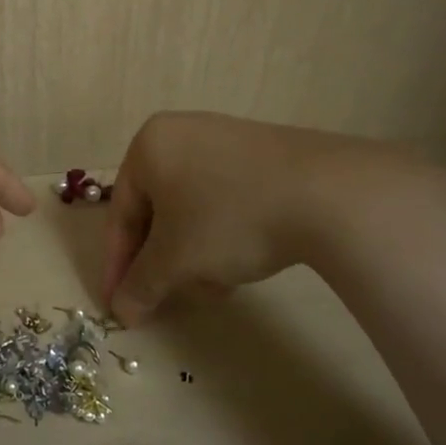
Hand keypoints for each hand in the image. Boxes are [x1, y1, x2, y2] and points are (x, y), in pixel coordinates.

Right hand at [102, 111, 428, 324]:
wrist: (327, 193)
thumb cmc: (228, 218)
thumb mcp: (176, 260)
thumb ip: (141, 285)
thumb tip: (122, 311)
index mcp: (148, 146)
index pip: (121, 213)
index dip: (118, 265)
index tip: (119, 305)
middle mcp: (181, 133)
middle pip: (157, 211)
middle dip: (162, 261)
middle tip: (166, 299)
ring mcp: (225, 139)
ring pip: (192, 208)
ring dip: (193, 253)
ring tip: (212, 287)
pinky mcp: (263, 154)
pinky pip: (225, 198)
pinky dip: (222, 234)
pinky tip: (241, 263)